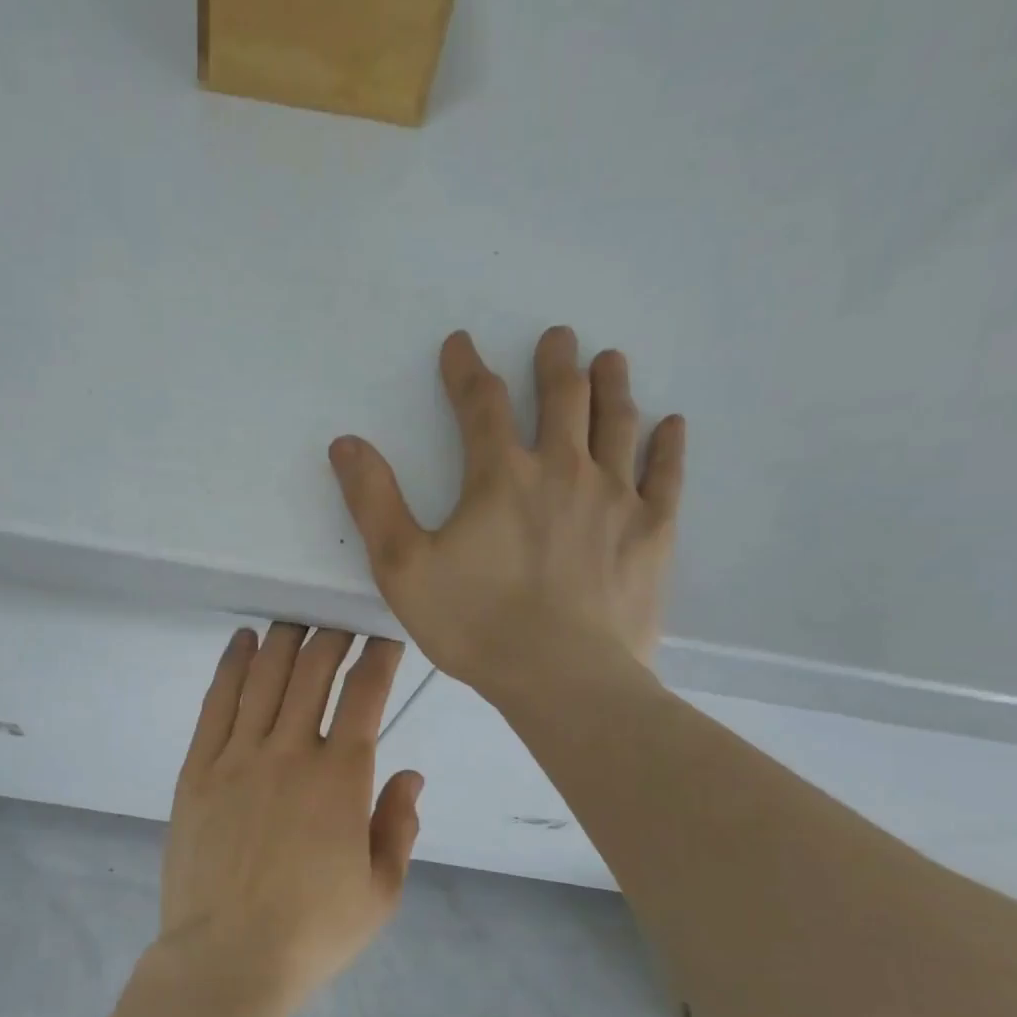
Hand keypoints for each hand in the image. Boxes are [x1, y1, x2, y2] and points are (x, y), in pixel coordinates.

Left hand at [159, 625, 423, 1006]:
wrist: (228, 960)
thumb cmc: (312, 932)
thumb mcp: (381, 891)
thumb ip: (399, 826)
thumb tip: (409, 775)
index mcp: (341, 779)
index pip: (365, 695)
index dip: (378, 658)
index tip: (384, 639)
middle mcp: (290, 753)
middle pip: (312, 673)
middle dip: (332, 638)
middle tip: (340, 621)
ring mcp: (237, 758)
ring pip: (264, 677)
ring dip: (284, 641)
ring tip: (296, 620)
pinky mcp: (197, 770)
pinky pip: (216, 704)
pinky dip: (231, 666)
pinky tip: (243, 642)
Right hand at [328, 327, 685, 700]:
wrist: (563, 679)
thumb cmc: (476, 625)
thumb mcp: (402, 568)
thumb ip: (373, 502)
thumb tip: (346, 443)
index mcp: (501, 477)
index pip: (481, 404)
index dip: (466, 370)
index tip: (461, 343)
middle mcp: (563, 471)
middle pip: (562, 398)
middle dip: (554, 363)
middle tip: (557, 337)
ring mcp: (616, 499)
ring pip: (617, 424)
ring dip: (611, 386)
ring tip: (610, 360)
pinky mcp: (652, 533)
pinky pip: (666, 475)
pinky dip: (668, 445)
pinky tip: (670, 424)